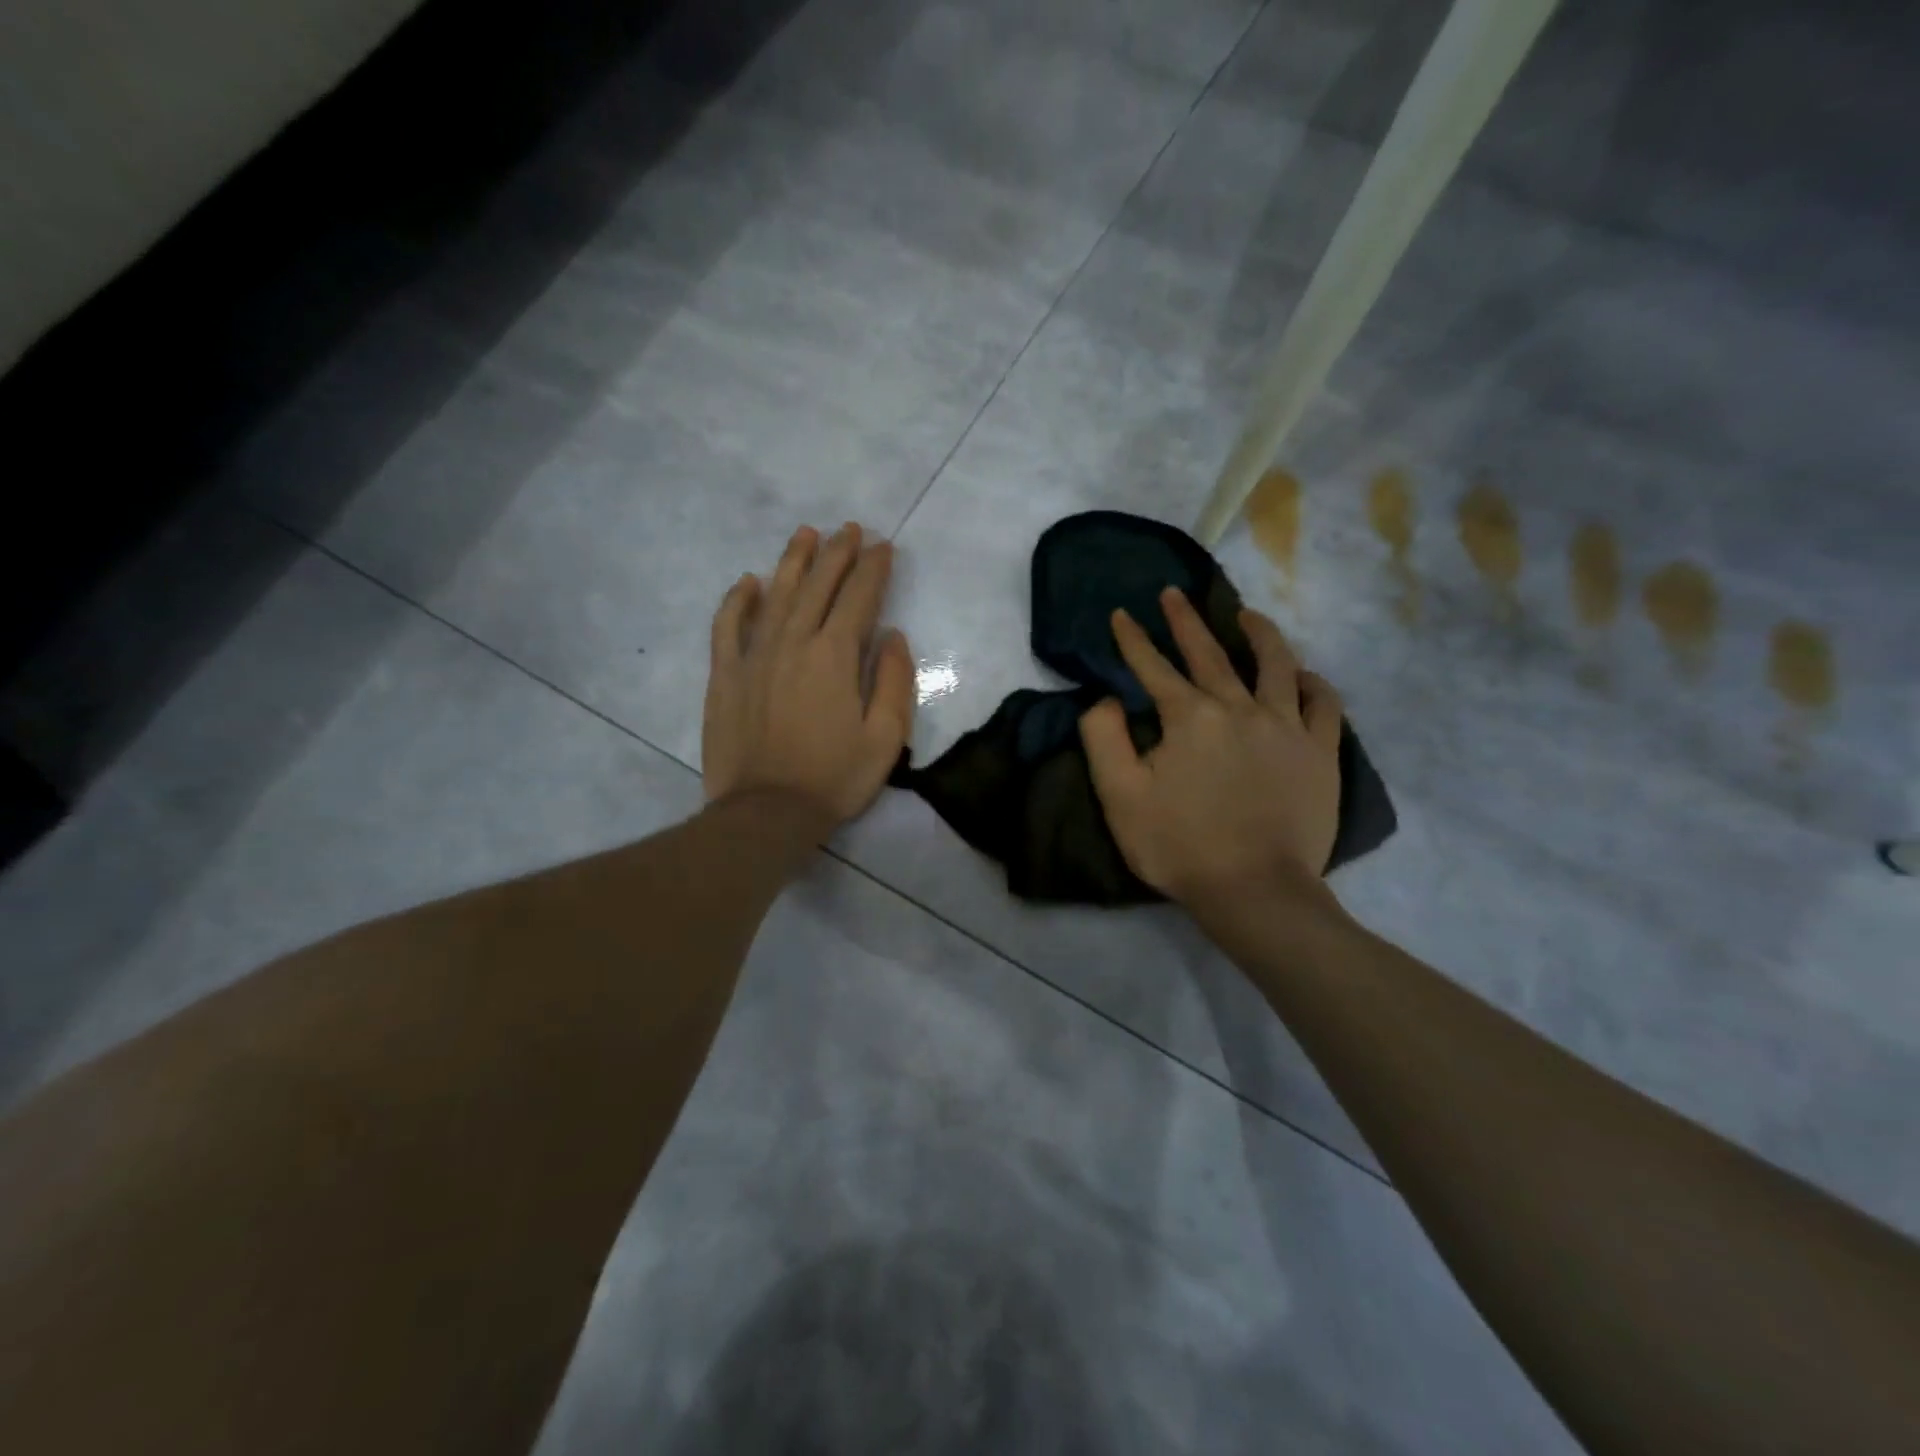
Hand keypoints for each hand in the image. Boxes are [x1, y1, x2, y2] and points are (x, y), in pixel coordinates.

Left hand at [702, 523, 914, 826]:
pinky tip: (749, 581)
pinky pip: (728, 625)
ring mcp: (754, 655)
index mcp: (834, 656)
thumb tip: (891, 636)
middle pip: (818, 586)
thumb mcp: (885, 738)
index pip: (859, 598)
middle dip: (838, 553)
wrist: (766, 813)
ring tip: (807, 534)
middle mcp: (793, 642)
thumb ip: (893, 680)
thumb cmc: (834, 778)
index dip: (874, 569)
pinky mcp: (725, 674)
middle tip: (851, 529)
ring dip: (794, 561)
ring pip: (776, 594)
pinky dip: (738, 600)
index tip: (884, 547)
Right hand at [1079, 588, 1342, 910]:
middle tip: (1174, 592)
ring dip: (1258, 634)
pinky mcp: (1320, 753)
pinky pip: (1323, 704)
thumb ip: (1103, 740)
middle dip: (1186, 620)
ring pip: (1275, 664)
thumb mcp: (1120, 798)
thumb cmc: (1179, 846)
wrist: (1255, 890)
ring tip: (1246, 616)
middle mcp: (1239, 708)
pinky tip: (1303, 676)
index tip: (1121, 614)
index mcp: (1189, 718)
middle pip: (1209, 653)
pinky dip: (1313, 683)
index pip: (1153, 667)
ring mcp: (1286, 727)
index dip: (1133, 639)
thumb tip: (1105, 700)